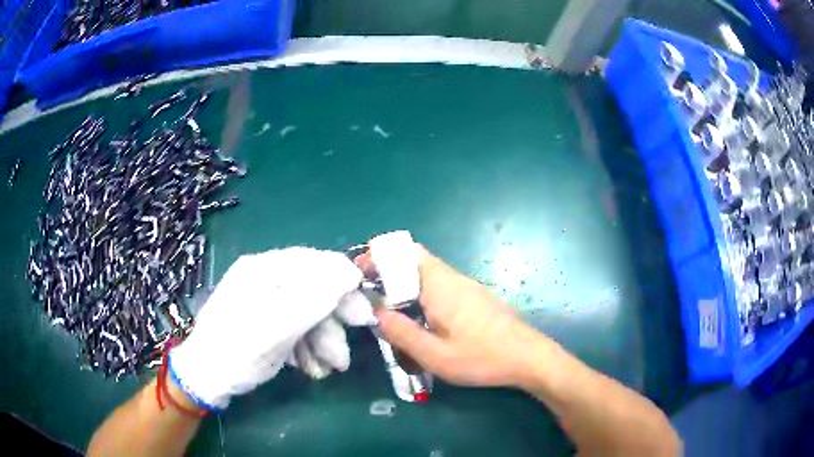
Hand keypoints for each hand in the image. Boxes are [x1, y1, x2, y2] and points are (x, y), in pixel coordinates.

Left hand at [169, 247, 371, 408]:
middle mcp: (267, 280)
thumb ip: (314, 299)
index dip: (344, 286)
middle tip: (346, 354)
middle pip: (314, 291)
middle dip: (332, 324)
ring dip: (322, 342)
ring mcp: (266, 302)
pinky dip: (307, 348)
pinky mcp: (267, 322)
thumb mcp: (277, 328)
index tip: (362, 316)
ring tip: (328, 369)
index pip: (316, 263)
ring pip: (308, 314)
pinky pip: (297, 328)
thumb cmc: (236, 351)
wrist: (206, 378)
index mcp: (265, 269)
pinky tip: (310, 368)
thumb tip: (351, 272)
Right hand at [374, 245, 542, 387]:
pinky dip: (419, 293)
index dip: (379, 256)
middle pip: (413, 260)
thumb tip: (375, 312)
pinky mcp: (472, 297)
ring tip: (386, 309)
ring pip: (426, 274)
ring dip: (403, 284)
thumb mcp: (435, 355)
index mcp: (440, 285)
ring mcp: (465, 286)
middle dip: (387, 272)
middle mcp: (451, 278)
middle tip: (367, 295)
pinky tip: (416, 318)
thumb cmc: (482, 357)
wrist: (528, 357)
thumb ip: (402, 333)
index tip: (358, 273)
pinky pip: (438, 285)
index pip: (405, 252)